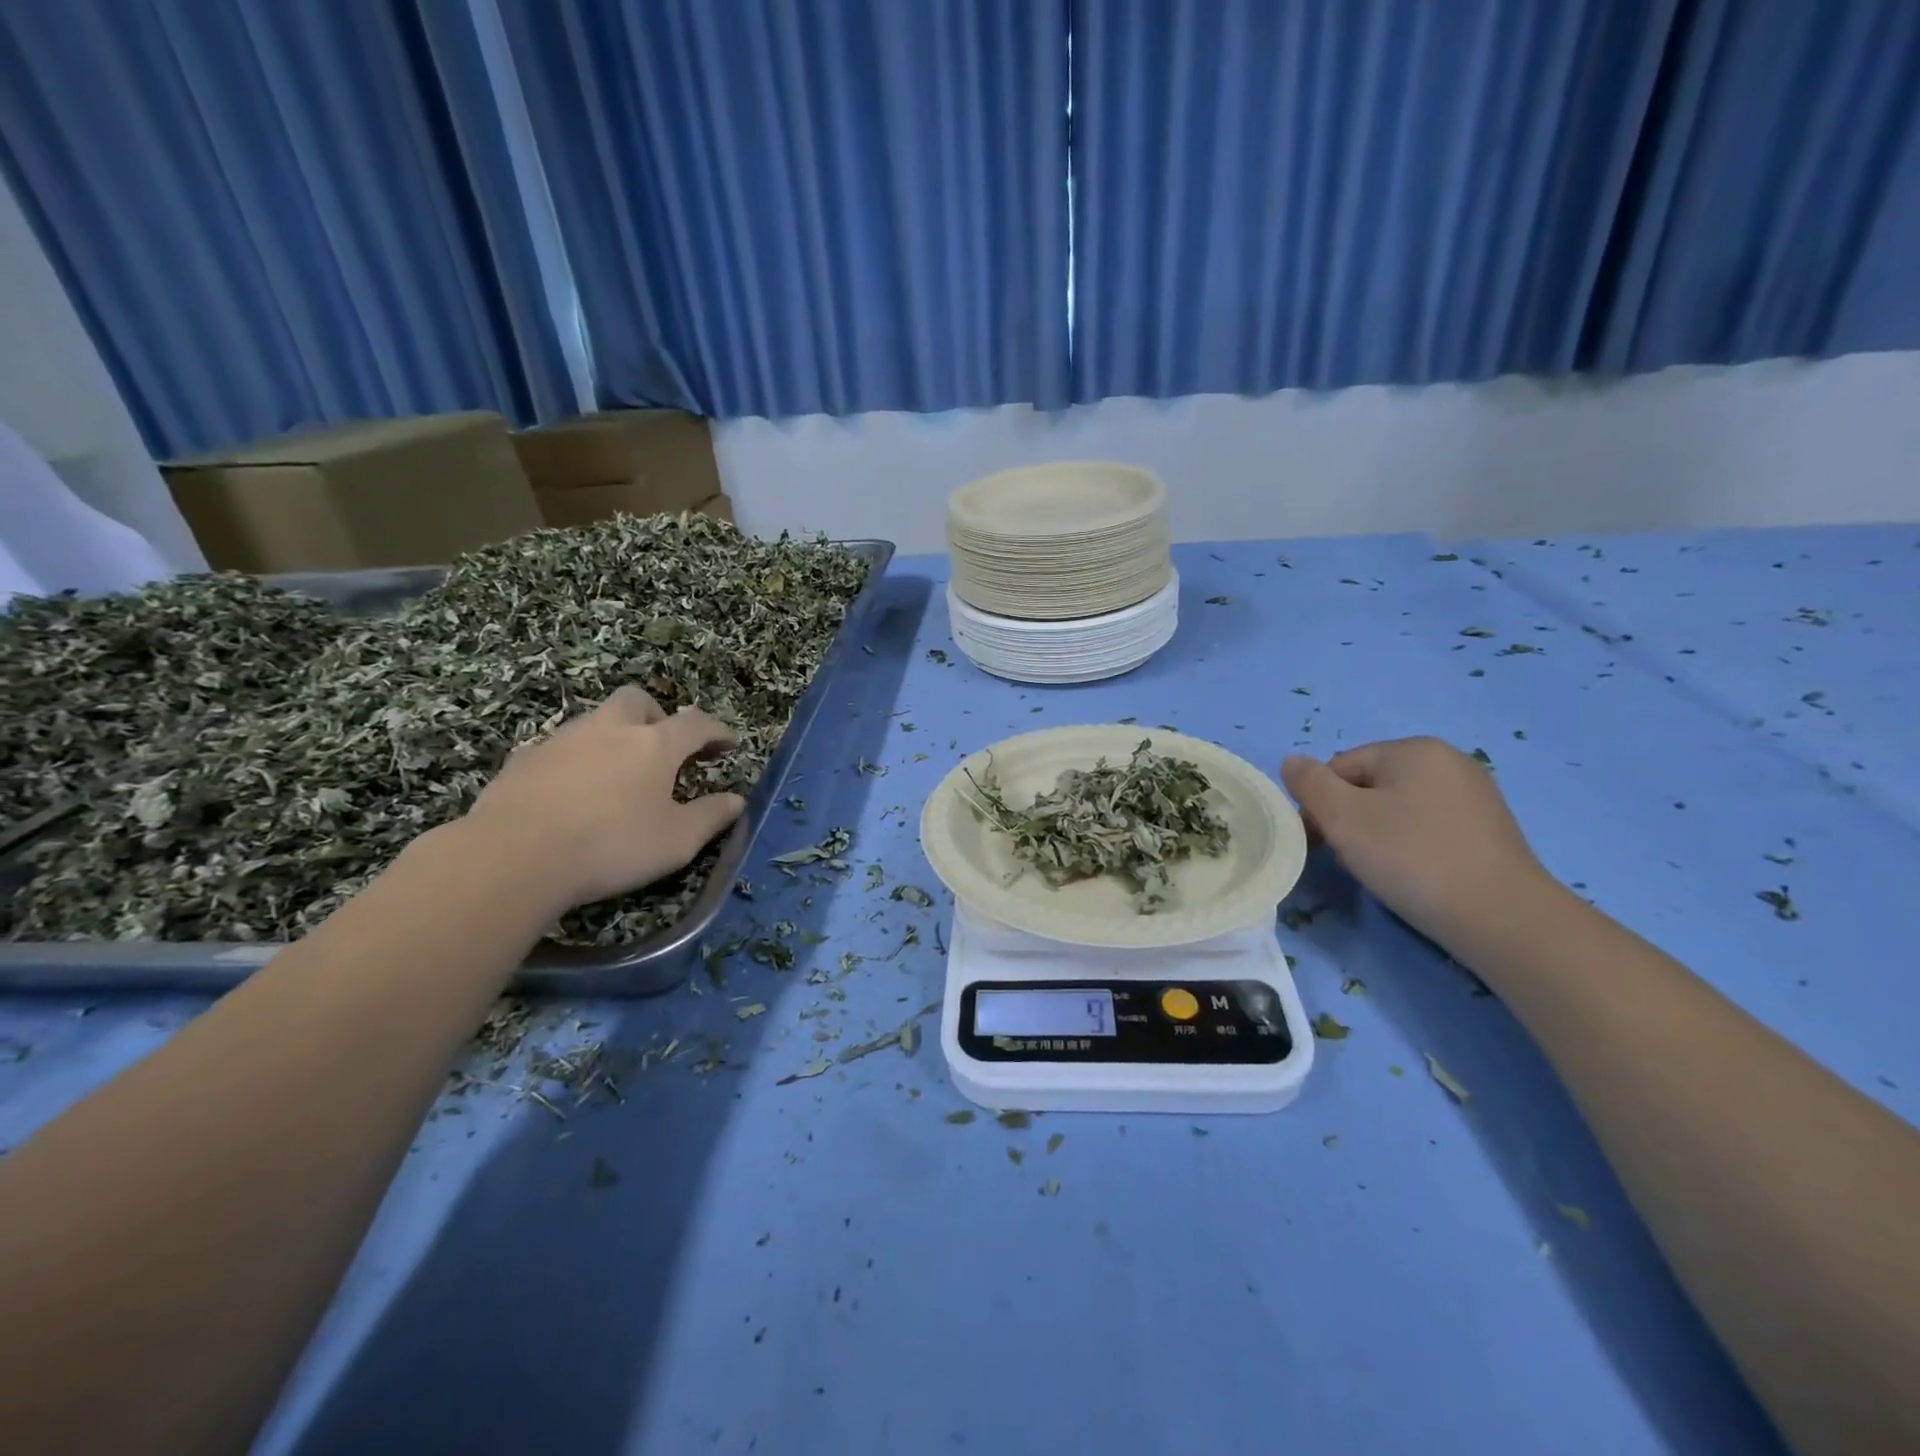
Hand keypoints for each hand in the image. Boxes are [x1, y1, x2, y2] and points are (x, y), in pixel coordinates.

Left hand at [464, 686, 746, 907]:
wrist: (513, 857)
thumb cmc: (612, 846)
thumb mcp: (677, 841)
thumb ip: (711, 816)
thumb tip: (736, 800)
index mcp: (654, 744)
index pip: (696, 723)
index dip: (716, 731)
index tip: (728, 745)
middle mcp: (610, 729)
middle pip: (638, 701)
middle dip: (658, 717)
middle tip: (665, 749)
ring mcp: (562, 740)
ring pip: (597, 721)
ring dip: (615, 737)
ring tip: (619, 774)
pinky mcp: (524, 760)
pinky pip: (561, 748)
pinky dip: (578, 760)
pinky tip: (574, 793)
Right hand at [1280, 737, 1555, 951]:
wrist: (1503, 918)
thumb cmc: (1412, 858)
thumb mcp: (1342, 817)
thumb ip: (1309, 784)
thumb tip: (1292, 762)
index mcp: (1414, 749)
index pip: (1340, 767)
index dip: (1321, 804)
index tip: (1321, 843)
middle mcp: (1448, 761)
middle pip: (1369, 785)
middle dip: (1349, 819)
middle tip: (1350, 859)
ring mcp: (1474, 795)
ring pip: (1397, 808)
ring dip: (1377, 835)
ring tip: (1383, 871)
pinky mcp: (1488, 829)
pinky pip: (1427, 827)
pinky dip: (1410, 847)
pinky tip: (1414, 875)